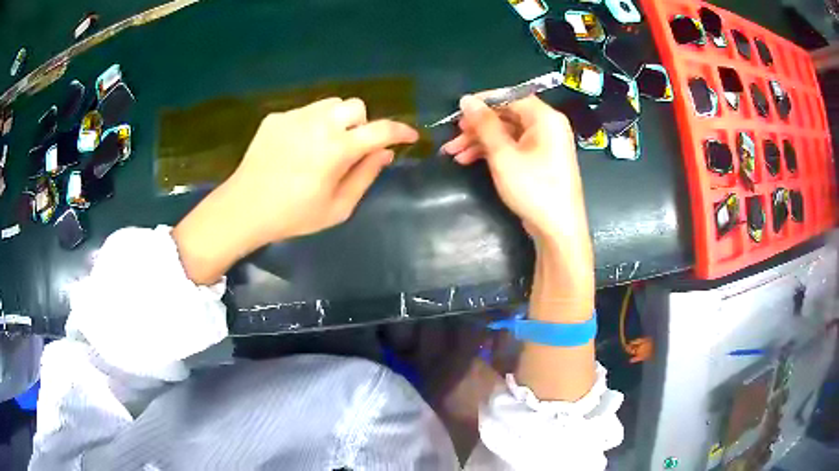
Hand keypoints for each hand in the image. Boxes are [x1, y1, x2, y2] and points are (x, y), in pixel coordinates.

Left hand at [231, 97, 418, 240]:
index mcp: (337, 149)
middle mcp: (319, 124)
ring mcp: (295, 117)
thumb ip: (365, 176)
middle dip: (361, 124)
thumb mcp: (337, 207)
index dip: (400, 131)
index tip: (409, 136)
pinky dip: (311, 124)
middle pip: (355, 106)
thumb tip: (384, 153)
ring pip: (330, 104)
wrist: (245, 207)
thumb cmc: (293, 215)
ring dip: (337, 120)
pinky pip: (304, 112)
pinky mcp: (276, 118)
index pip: (380, 130)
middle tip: (351, 148)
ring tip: (324, 144)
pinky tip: (297, 147)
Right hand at [441, 95, 593, 318]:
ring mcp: (543, 145)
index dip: (483, 101)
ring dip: (479, 141)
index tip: (457, 111)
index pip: (511, 97)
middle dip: (477, 127)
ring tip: (453, 153)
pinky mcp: (538, 161)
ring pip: (506, 133)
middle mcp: (547, 126)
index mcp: (545, 118)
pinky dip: (491, 152)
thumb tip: (466, 99)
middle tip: (452, 137)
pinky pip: (512, 147)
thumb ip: (485, 124)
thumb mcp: (504, 155)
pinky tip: (468, 160)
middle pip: (506, 116)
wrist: (558, 231)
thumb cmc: (534, 189)